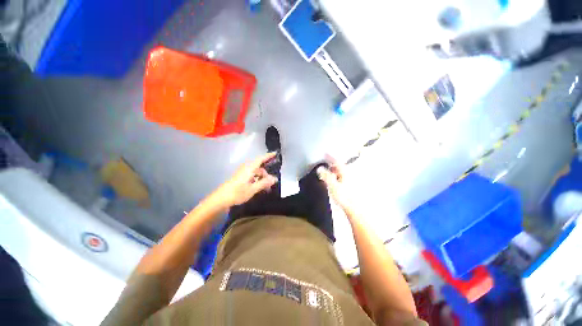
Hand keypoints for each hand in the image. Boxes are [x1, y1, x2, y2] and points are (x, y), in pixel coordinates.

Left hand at [214, 152, 278, 206]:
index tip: (275, 153)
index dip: (268, 156)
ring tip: (265, 188)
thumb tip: (275, 178)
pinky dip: (256, 179)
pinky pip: (251, 175)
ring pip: (255, 172)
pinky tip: (258, 187)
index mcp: (249, 168)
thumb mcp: (253, 189)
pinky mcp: (240, 177)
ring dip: (261, 178)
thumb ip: (264, 183)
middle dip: (266, 174)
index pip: (261, 159)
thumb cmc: (237, 193)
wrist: (221, 198)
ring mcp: (242, 172)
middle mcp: (246, 168)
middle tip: (271, 184)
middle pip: (259, 168)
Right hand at [316, 161, 349, 208]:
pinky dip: (333, 177)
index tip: (325, 153)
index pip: (336, 161)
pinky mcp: (346, 186)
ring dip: (331, 171)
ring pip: (338, 172)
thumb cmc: (344, 196)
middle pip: (338, 166)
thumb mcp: (333, 185)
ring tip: (325, 172)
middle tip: (323, 163)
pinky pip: (338, 178)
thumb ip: (326, 176)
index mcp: (344, 172)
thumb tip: (320, 169)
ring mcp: (347, 180)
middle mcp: (347, 174)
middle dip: (330, 164)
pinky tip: (329, 181)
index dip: (330, 157)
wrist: (353, 208)